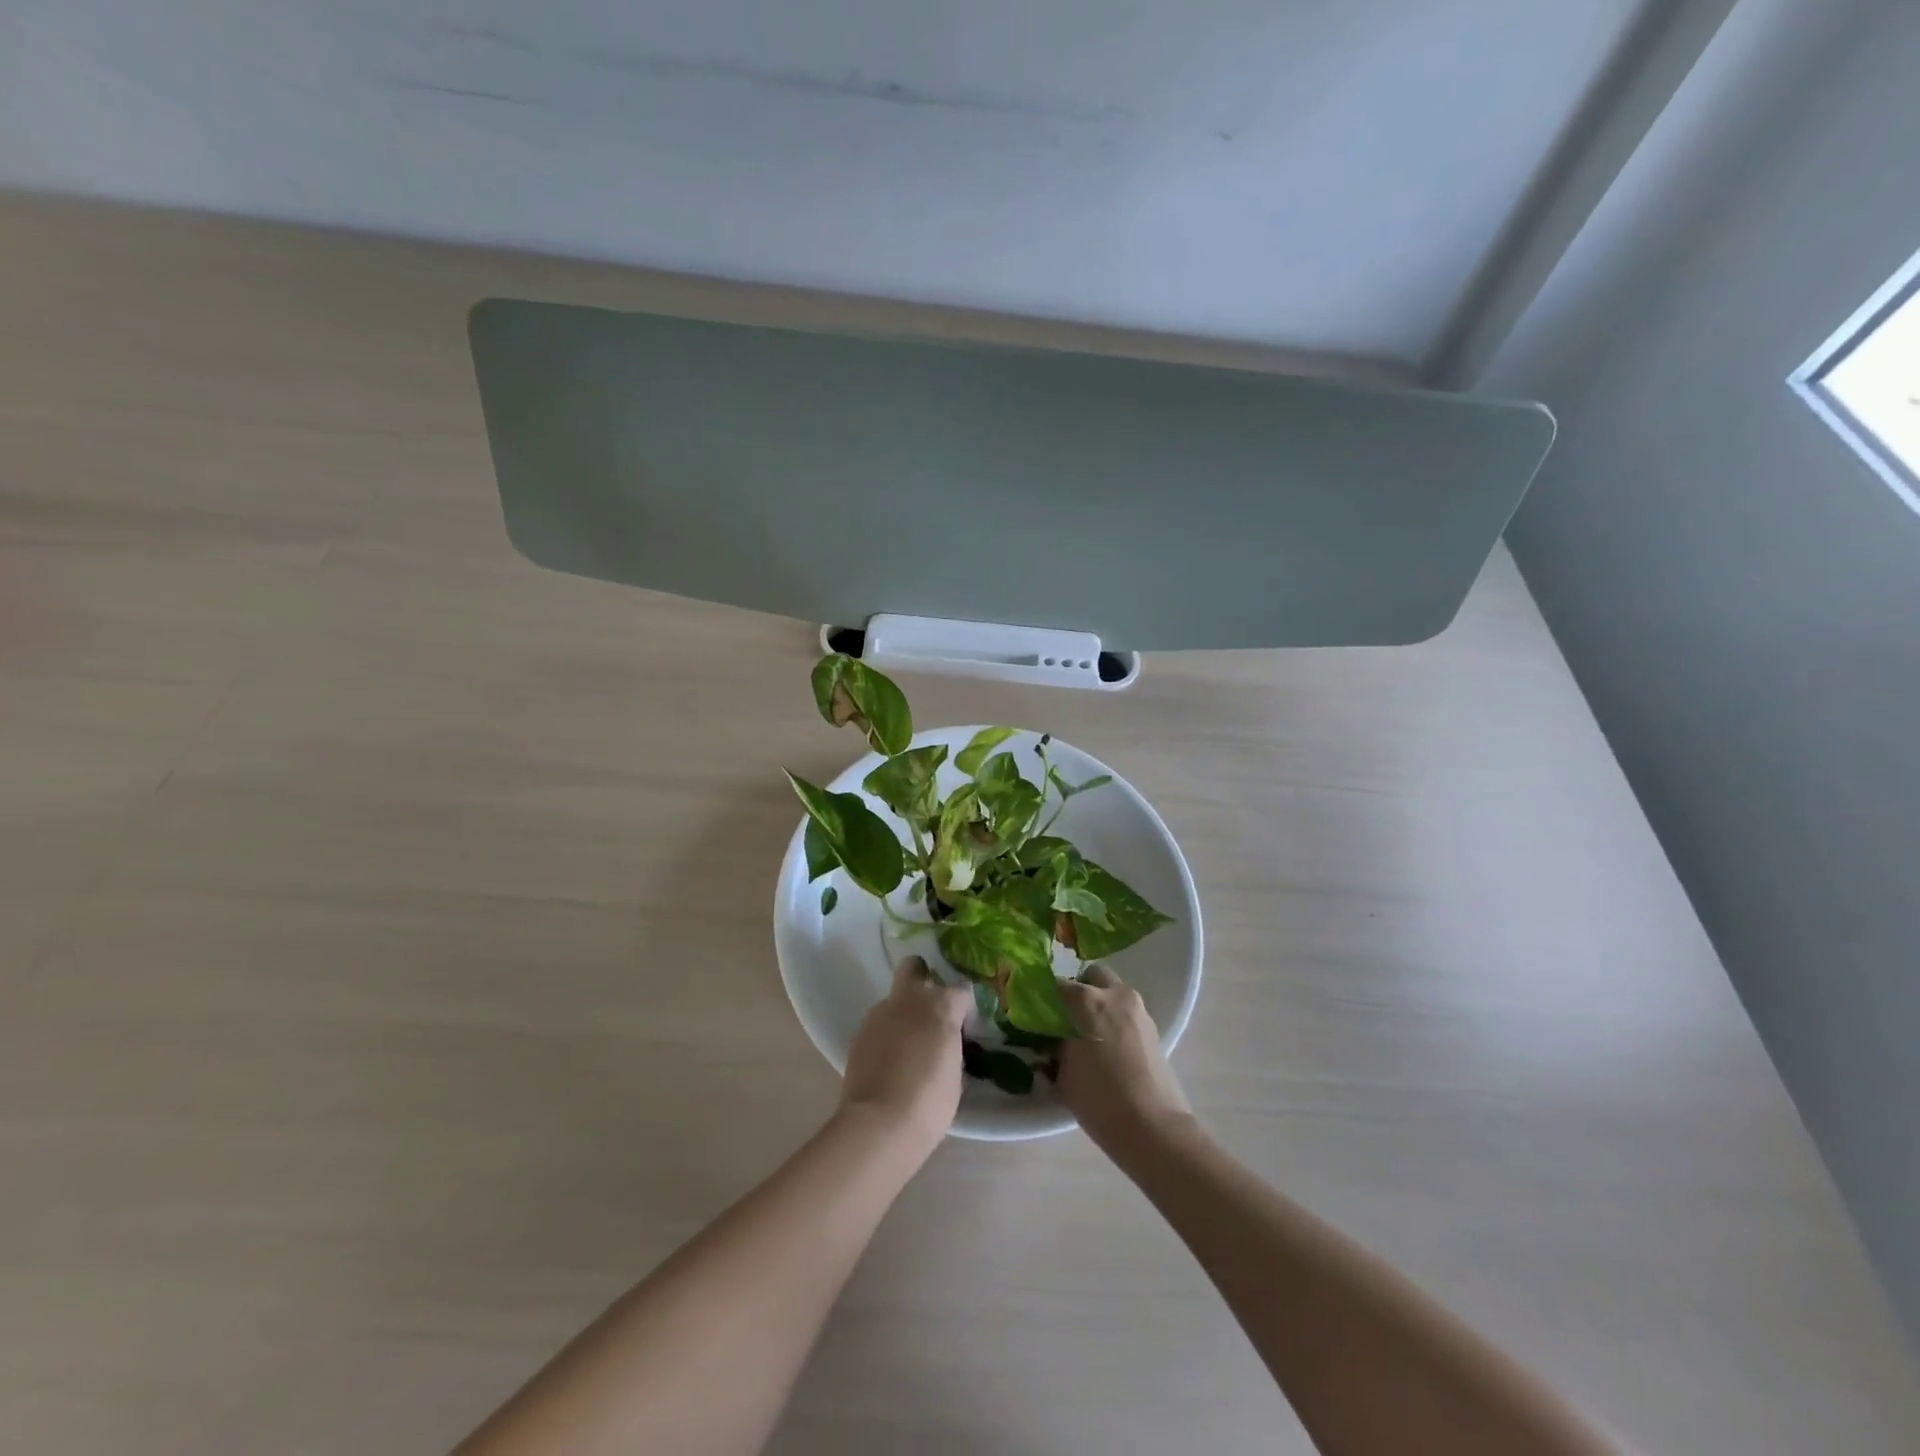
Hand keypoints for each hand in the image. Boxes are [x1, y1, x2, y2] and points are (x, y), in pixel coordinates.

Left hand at [839, 956, 969, 1154]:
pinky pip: (878, 1024)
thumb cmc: (930, 1101)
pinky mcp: (859, 1033)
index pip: (961, 991)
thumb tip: (946, 1045)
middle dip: (921, 978)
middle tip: (929, 1009)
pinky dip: (886, 1035)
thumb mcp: (956, 1075)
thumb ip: (952, 1048)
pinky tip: (889, 1061)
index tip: (964, 1028)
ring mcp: (880, 1014)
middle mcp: (909, 1000)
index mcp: (941, 1006)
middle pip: (914, 967)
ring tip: (907, 1045)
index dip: (964, 1008)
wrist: (880, 1123)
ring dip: (902, 1014)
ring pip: (893, 1000)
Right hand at [1058, 964, 1191, 1154]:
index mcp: (1085, 1000)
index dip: (1043, 996)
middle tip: (1066, 1017)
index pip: (1055, 984)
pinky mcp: (1153, 1027)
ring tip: (1088, 1033)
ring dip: (1099, 1003)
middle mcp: (1114, 994)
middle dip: (1078, 990)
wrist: (1153, 1128)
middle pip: (1090, 976)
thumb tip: (1053, 1035)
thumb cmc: (1099, 1100)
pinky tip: (1108, 1046)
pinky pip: (1127, 1011)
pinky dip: (1115, 1018)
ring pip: (1113, 991)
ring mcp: (1138, 1009)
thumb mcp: (1063, 1072)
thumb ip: (1056, 1044)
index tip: (1035, 1011)